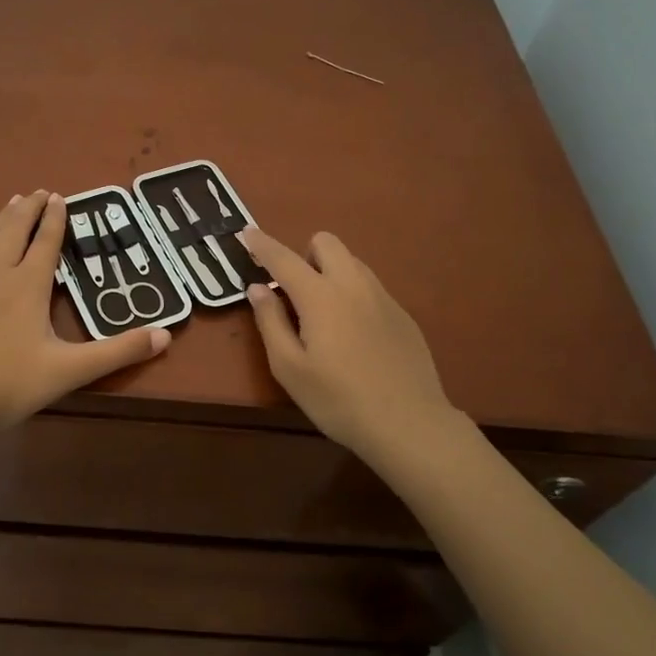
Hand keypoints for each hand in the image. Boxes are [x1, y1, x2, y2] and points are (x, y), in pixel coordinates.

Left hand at [0, 191, 169, 432]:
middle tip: (38, 192)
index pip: (46, 242)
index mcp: (28, 285)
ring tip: (12, 203)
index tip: (60, 197)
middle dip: (29, 208)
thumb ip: (118, 352)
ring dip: (2, 217)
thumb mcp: (70, 371)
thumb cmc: (7, 385)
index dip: (55, 218)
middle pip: (14, 229)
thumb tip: (166, 336)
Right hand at [238, 227, 462, 467]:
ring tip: (323, 314)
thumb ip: (270, 322)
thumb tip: (258, 288)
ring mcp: (383, 297)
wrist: (409, 424)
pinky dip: (352, 294)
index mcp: (320, 296)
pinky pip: (370, 287)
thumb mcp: (289, 368)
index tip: (246, 232)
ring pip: (352, 262)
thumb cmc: (338, 400)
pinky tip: (354, 336)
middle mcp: (353, 285)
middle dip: (304, 254)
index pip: (284, 258)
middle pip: (326, 242)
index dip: (262, 244)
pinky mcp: (402, 314)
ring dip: (330, 271)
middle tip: (294, 291)